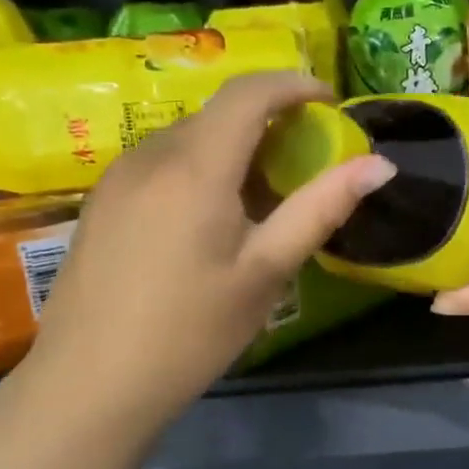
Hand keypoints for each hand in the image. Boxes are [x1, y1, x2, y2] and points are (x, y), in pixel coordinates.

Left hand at [26, 72, 394, 429]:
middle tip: (306, 162)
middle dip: (269, 121)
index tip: (330, 103)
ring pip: (189, 139)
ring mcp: (118, 177)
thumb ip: (321, 208)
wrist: (90, 384)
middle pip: (219, 114)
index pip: (248, 93)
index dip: (294, 85)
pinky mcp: (102, 202)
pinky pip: (163, 164)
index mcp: (195, 167)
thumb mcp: (267, 271)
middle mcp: (150, 156)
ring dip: (234, 148)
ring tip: (263, 197)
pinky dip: (201, 169)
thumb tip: (379, 165)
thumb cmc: (191, 330)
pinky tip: (212, 220)